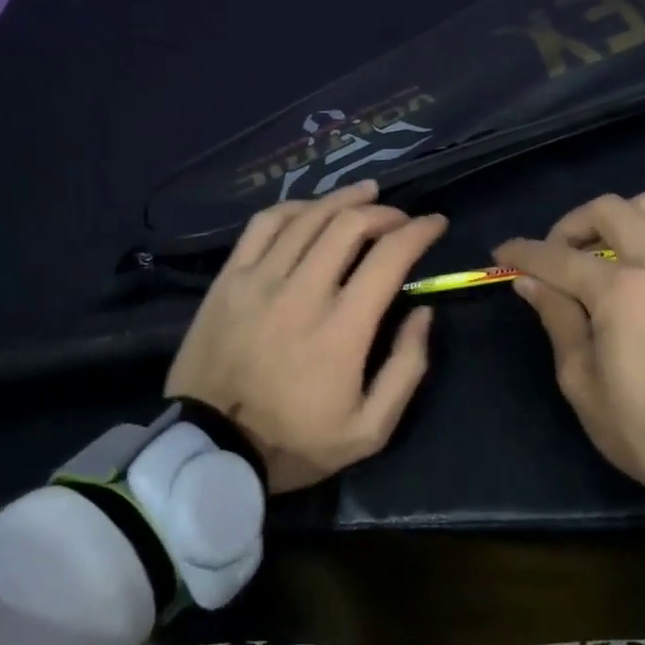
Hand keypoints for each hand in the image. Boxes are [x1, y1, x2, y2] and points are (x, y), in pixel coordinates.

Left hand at [166, 179, 447, 492]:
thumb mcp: (369, 429)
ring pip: (308, 217)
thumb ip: (406, 368)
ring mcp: (260, 280)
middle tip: (401, 218)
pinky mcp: (229, 279)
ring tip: (367, 195)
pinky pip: (263, 225)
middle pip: (350, 225)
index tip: (436, 223)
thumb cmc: (293, 442)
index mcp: (342, 328)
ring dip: (344, 199)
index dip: (420, 231)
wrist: (208, 449)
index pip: (389, 257)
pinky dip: (294, 207)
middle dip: (385, 212)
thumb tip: (423, 312)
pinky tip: (311, 208)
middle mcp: (302, 291)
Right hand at [493, 191, 644, 516]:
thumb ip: (557, 319)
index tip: (501, 253)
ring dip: (621, 218)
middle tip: (556, 255)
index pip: (558, 258)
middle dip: (571, 224)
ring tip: (605, 251)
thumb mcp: (582, 383)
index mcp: (621, 293)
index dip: (523, 252)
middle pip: (609, 210)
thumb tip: (528, 281)